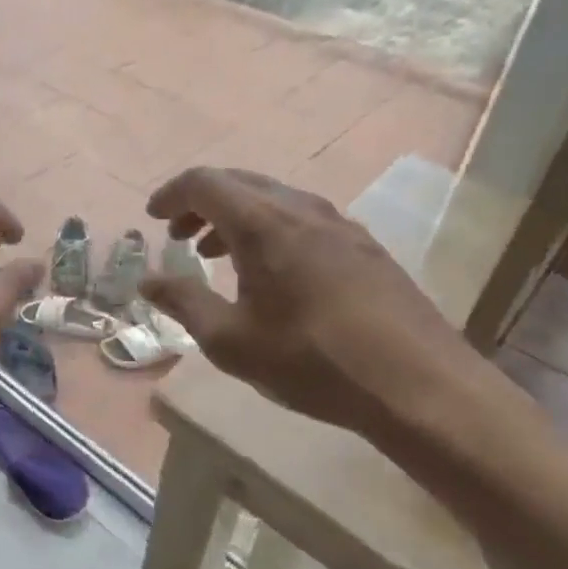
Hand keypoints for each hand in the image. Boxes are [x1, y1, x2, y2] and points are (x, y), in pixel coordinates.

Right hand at [139, 168, 499, 454]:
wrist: (420, 386)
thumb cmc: (313, 361)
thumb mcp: (231, 341)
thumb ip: (184, 302)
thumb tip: (147, 280)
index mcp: (262, 224)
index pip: (204, 183)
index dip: (171, 194)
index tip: (153, 218)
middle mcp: (300, 209)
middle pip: (238, 182)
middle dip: (200, 203)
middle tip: (178, 236)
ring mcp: (338, 223)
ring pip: (272, 199)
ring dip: (235, 216)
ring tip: (216, 253)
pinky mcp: (364, 245)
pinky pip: (301, 217)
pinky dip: (269, 228)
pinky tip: (271, 270)